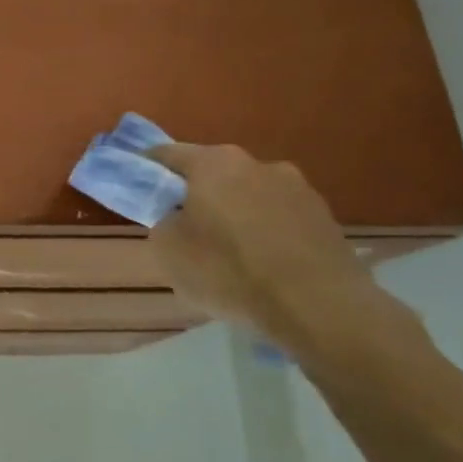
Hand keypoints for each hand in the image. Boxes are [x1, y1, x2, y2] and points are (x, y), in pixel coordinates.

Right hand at [144, 143, 411, 361]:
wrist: (319, 307)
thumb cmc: (230, 272)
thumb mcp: (169, 250)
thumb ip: (162, 221)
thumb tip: (176, 215)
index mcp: (214, 163)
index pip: (167, 154)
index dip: (147, 168)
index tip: (137, 186)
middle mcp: (257, 163)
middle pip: (213, 173)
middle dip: (195, 193)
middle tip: (183, 226)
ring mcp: (297, 188)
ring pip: (249, 194)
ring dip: (234, 213)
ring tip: (229, 252)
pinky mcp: (325, 217)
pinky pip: (279, 218)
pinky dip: (265, 232)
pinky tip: (262, 264)